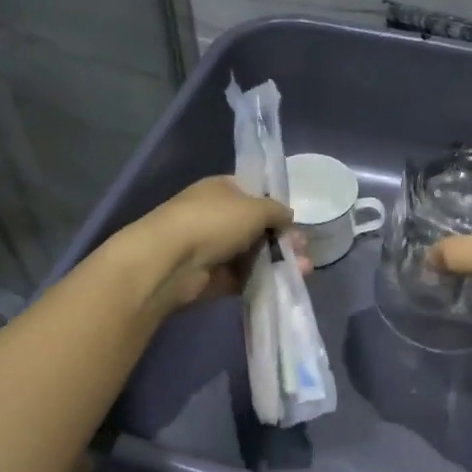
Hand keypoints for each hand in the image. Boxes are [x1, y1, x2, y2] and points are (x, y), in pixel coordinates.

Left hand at [115, 176, 294, 313]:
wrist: (169, 261)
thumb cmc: (214, 222)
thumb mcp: (255, 208)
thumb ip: (277, 211)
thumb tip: (288, 216)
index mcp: (222, 189)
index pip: (254, 194)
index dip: (276, 207)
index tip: (295, 222)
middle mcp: (216, 215)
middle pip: (256, 227)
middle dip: (282, 238)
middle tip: (302, 249)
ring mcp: (212, 247)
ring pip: (252, 254)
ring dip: (277, 260)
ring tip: (302, 269)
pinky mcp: (211, 277)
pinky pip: (242, 277)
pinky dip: (262, 279)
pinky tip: (285, 282)